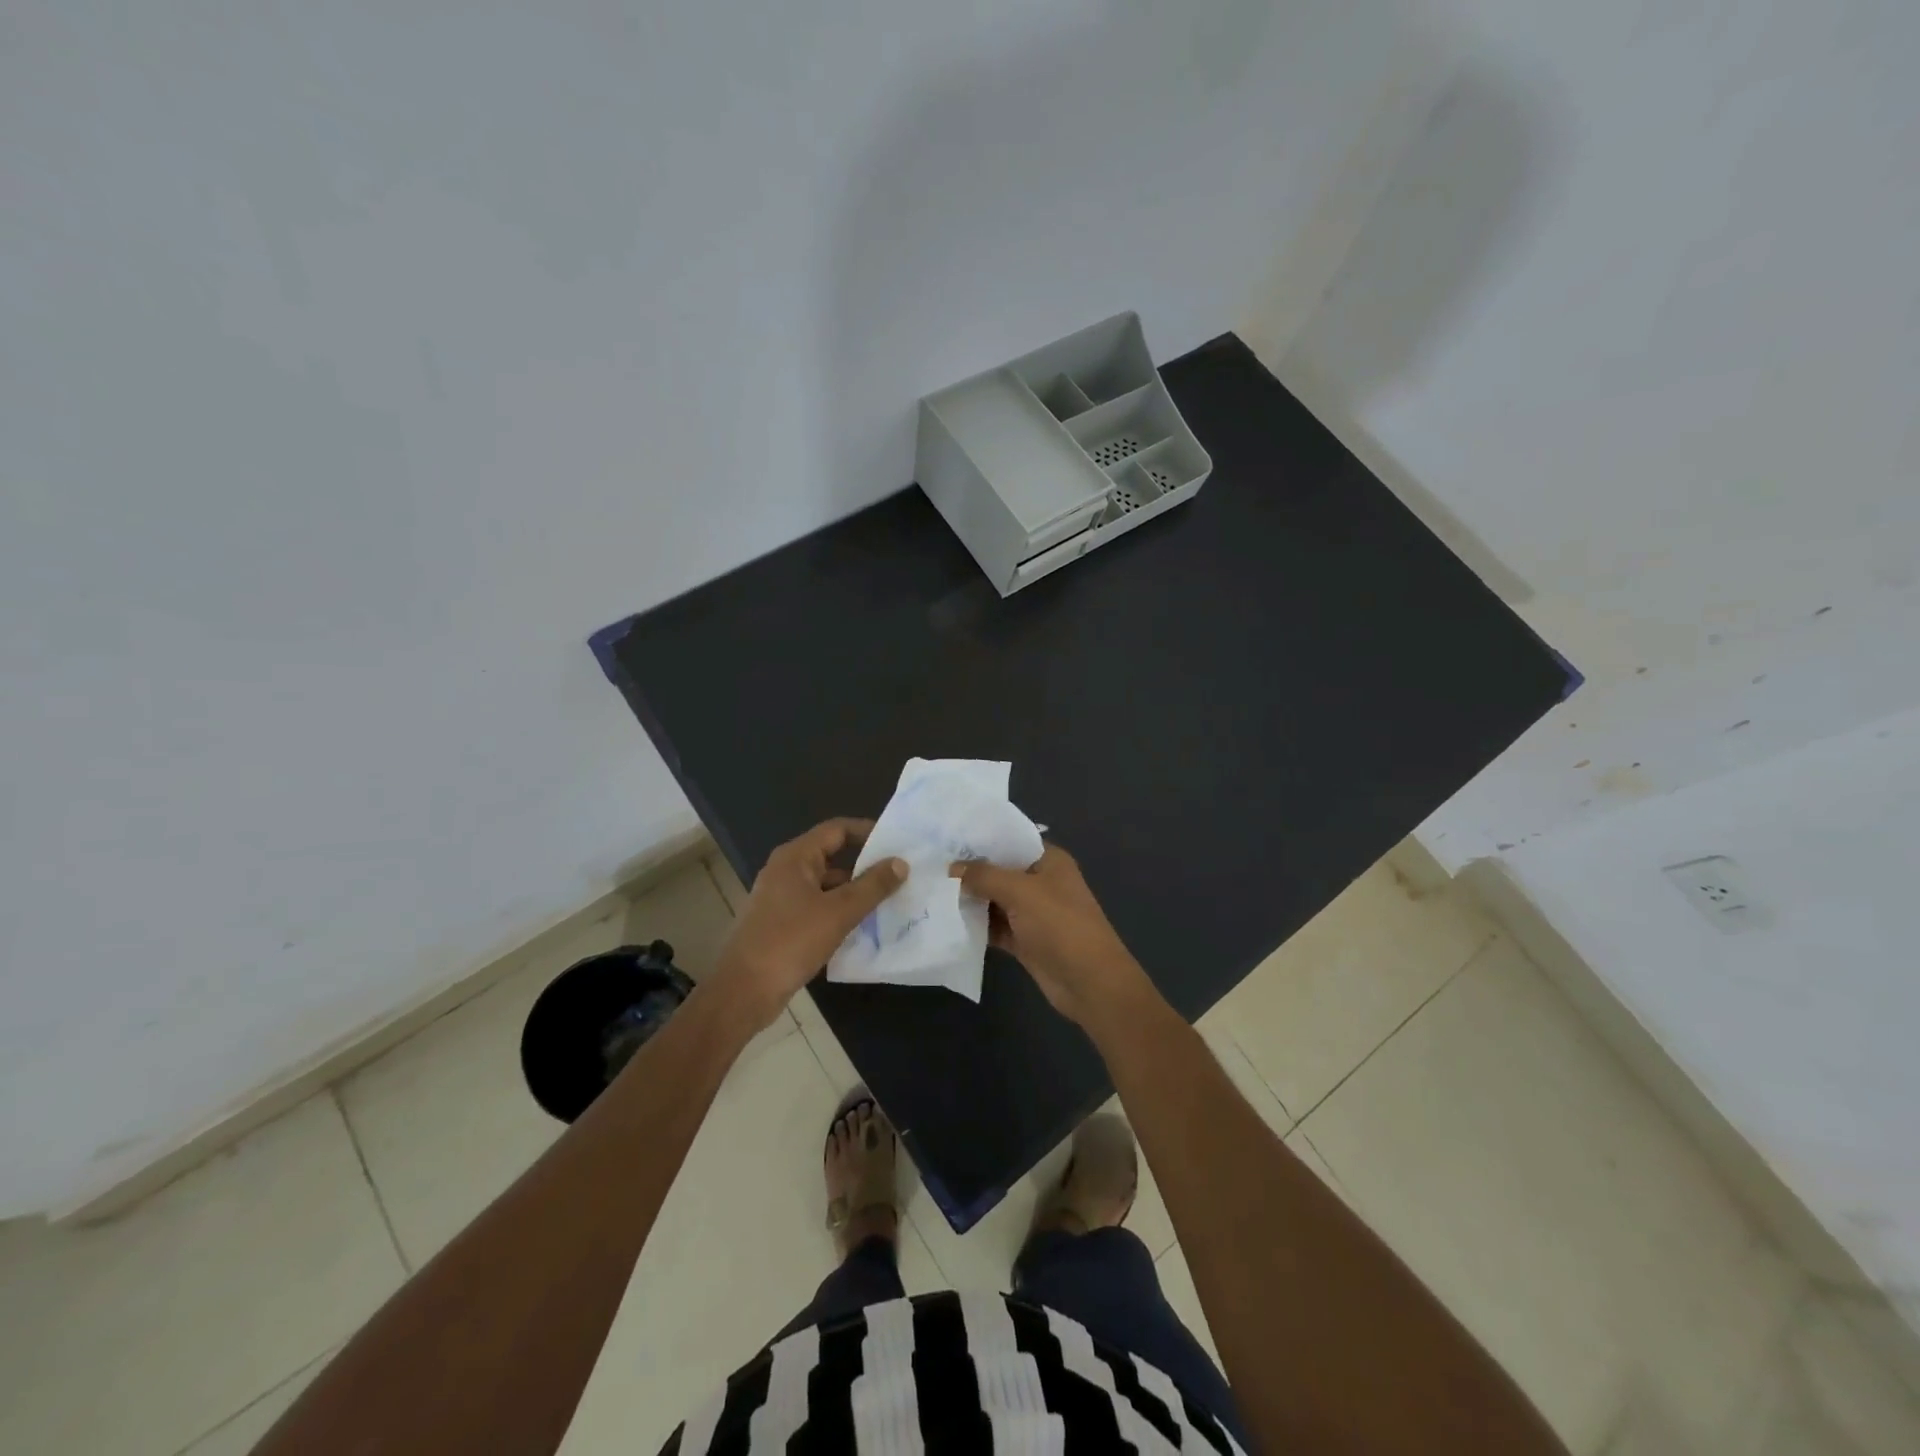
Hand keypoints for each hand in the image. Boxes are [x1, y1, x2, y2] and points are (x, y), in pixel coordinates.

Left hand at [716, 818, 907, 1028]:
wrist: (742, 991)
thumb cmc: (790, 942)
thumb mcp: (839, 912)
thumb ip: (872, 886)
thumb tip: (900, 863)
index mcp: (795, 857)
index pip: (837, 830)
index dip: (867, 831)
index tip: (897, 842)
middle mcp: (786, 871)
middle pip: (832, 857)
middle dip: (866, 866)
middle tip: (900, 874)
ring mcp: (781, 899)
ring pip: (826, 886)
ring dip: (855, 893)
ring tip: (890, 902)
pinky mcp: (781, 924)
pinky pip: (818, 908)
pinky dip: (840, 913)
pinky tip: (863, 928)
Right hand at [949, 843, 1151, 1027]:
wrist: (1089, 982)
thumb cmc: (1060, 925)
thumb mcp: (1021, 892)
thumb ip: (985, 876)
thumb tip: (953, 867)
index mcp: (1049, 861)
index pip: (1011, 841)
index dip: (982, 839)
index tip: (946, 837)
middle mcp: (1041, 882)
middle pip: (1000, 871)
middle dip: (970, 871)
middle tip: (930, 865)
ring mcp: (1033, 913)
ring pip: (995, 901)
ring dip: (970, 899)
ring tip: (930, 890)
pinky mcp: (1025, 940)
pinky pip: (995, 927)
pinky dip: (976, 925)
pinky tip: (947, 921)